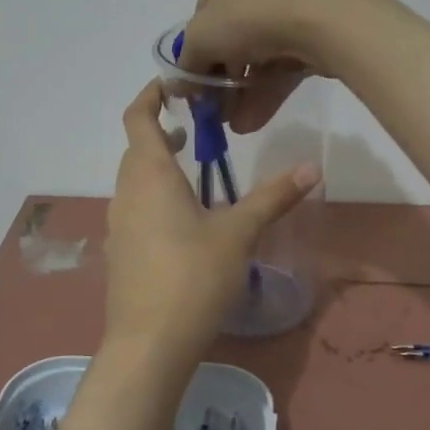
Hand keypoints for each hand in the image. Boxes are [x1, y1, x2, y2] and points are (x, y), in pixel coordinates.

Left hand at [104, 80, 320, 366]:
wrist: (148, 345)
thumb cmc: (192, 277)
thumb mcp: (239, 233)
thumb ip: (273, 197)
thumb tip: (312, 167)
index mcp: (150, 176)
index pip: (138, 118)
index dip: (152, 95)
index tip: (175, 84)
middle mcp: (126, 193)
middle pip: (137, 149)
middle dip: (163, 132)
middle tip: (199, 130)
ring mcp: (117, 225)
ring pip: (135, 181)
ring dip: (159, 167)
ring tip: (195, 172)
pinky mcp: (120, 253)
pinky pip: (135, 210)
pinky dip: (155, 198)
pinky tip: (184, 223)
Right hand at [176, 0, 375, 129]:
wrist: (330, 18)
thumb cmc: (251, 14)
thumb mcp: (202, 38)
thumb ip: (187, 63)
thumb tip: (181, 86)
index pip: (204, 6)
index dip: (196, 48)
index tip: (197, 81)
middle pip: (234, 29)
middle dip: (223, 76)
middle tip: (217, 109)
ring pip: (263, 47)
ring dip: (245, 89)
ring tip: (236, 125)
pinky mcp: (324, 19)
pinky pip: (289, 53)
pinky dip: (271, 85)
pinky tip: (257, 119)